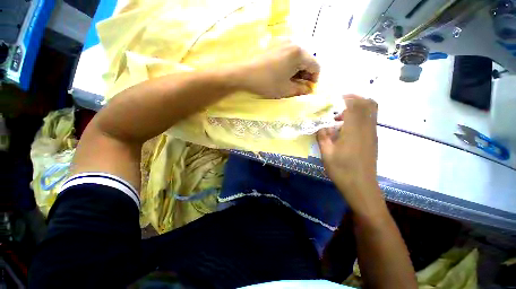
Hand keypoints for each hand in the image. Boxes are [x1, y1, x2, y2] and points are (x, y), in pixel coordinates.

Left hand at [239, 41, 319, 98]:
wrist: (244, 75)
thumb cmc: (267, 83)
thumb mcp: (286, 90)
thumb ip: (301, 90)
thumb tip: (309, 89)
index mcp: (299, 53)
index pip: (316, 66)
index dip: (314, 80)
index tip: (307, 89)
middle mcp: (293, 43)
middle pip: (307, 60)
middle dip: (305, 75)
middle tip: (298, 87)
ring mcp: (282, 42)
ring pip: (297, 58)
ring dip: (297, 71)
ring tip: (289, 82)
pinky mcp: (274, 45)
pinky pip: (288, 55)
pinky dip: (289, 66)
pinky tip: (282, 74)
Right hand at [317, 95, 382, 213]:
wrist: (362, 187)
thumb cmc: (342, 171)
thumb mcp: (326, 154)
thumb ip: (322, 136)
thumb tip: (321, 125)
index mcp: (354, 131)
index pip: (354, 105)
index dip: (345, 98)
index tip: (332, 99)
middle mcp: (367, 129)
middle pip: (369, 103)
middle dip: (354, 98)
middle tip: (338, 103)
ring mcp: (372, 134)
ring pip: (371, 111)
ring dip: (357, 107)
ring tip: (339, 116)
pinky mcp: (373, 139)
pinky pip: (369, 120)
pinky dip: (359, 116)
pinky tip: (345, 128)